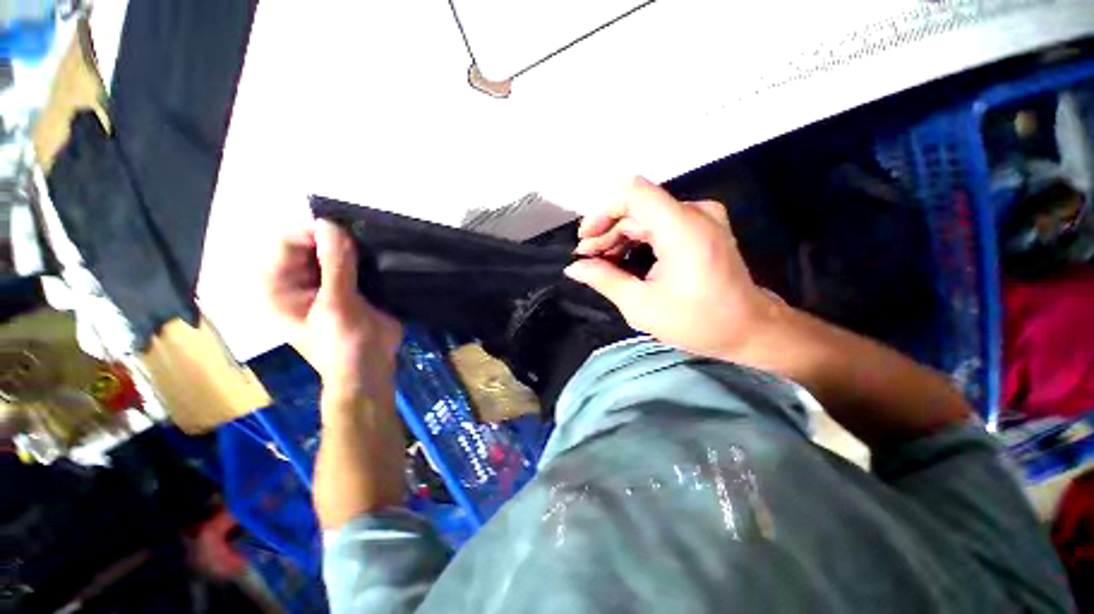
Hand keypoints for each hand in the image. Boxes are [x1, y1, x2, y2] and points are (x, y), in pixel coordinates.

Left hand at [264, 220, 402, 400]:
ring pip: (331, 251)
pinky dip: (362, 257)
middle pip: (309, 244)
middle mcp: (295, 280)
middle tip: (363, 238)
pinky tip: (377, 257)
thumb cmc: (344, 343)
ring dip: (350, 247)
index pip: (287, 242)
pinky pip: (350, 263)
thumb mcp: (337, 305)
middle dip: (334, 238)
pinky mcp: (346, 287)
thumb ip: (335, 265)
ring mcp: (322, 283)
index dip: (312, 232)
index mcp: (278, 286)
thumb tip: (330, 224)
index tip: (345, 231)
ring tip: (372, 246)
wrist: (370, 368)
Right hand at [565, 177, 781, 360]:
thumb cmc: (697, 322)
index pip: (633, 193)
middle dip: (606, 231)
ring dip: (619, 237)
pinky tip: (623, 260)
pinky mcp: (702, 228)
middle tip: (587, 259)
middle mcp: (694, 213)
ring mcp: (702, 218)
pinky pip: (660, 224)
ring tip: (601, 263)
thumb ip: (604, 280)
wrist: (750, 329)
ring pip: (646, 216)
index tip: (585, 240)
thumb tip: (574, 268)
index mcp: (682, 228)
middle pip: (637, 207)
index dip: (602, 211)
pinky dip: (638, 240)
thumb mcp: (641, 306)